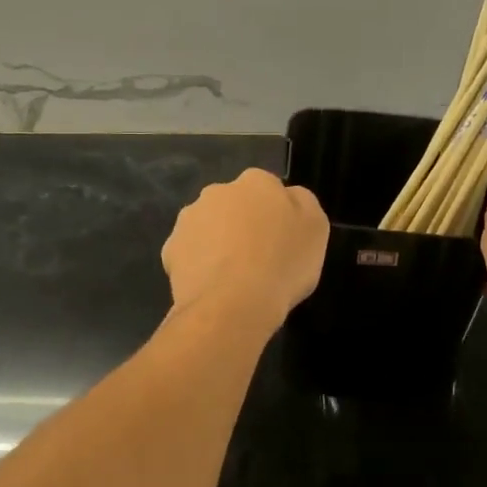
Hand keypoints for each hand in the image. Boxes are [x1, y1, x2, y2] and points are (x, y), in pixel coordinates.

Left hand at [162, 169, 328, 324]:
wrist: (232, 304)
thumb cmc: (282, 264)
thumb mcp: (316, 229)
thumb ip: (302, 204)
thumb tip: (288, 196)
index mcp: (256, 182)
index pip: (268, 189)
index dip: (275, 215)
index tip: (281, 241)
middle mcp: (217, 192)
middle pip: (234, 205)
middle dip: (241, 224)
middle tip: (257, 258)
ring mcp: (189, 219)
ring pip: (207, 227)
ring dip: (217, 243)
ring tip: (232, 277)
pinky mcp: (170, 249)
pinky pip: (188, 254)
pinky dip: (198, 265)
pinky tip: (211, 287)